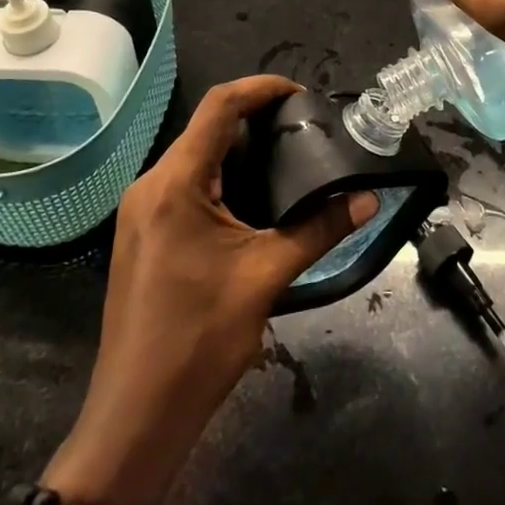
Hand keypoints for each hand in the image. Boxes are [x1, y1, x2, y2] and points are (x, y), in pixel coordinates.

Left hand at [45, 75, 378, 504]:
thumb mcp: (267, 276)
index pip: (219, 107)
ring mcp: (142, 212)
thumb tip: (368, 198)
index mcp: (174, 183)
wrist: (136, 416)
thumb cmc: (199, 339)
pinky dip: (223, 178)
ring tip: (289, 157)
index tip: (303, 93)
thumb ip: (319, 228)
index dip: (261, 88)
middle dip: (256, 120)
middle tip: (305, 128)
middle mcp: (151, 185)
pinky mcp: (144, 235)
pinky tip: (256, 198)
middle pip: (206, 129)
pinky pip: (186, 186)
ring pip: (196, 158)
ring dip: (240, 150)